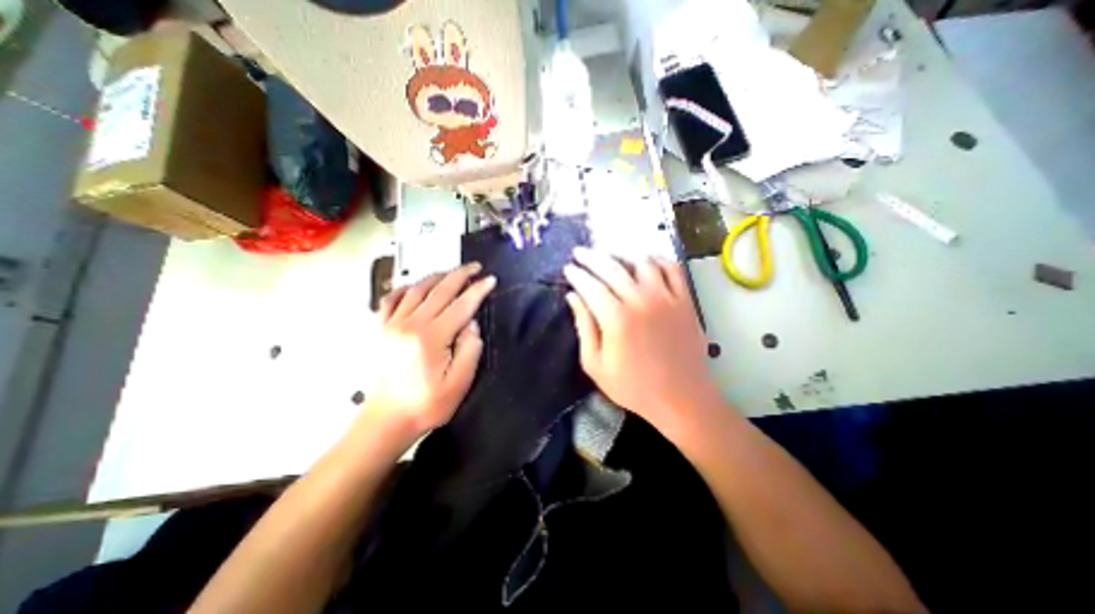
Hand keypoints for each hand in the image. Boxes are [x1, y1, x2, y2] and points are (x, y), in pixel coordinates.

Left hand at [368, 264, 496, 441]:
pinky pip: (391, 299)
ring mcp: (392, 324)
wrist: (387, 420)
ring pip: (416, 289)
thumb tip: (471, 323)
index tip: (490, 279)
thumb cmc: (427, 405)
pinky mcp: (382, 329)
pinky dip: (405, 288)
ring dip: (437, 276)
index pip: (461, 305)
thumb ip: (469, 349)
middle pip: (439, 290)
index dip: (478, 290)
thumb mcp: (459, 383)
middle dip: (460, 275)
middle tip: (475, 267)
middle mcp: (410, 324)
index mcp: (431, 338)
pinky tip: (415, 286)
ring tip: (452, 272)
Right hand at [560, 246, 724, 435]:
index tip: (568, 268)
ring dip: (622, 255)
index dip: (576, 274)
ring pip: (642, 262)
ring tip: (610, 256)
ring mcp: (666, 297)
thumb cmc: (633, 386)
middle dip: (591, 257)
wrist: (681, 398)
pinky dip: (658, 260)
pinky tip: (647, 262)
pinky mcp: (685, 301)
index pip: (590, 285)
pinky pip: (672, 269)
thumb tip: (573, 298)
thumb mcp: (596, 365)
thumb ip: (584, 327)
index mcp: (616, 318)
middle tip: (579, 252)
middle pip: (612, 267)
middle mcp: (641, 300)